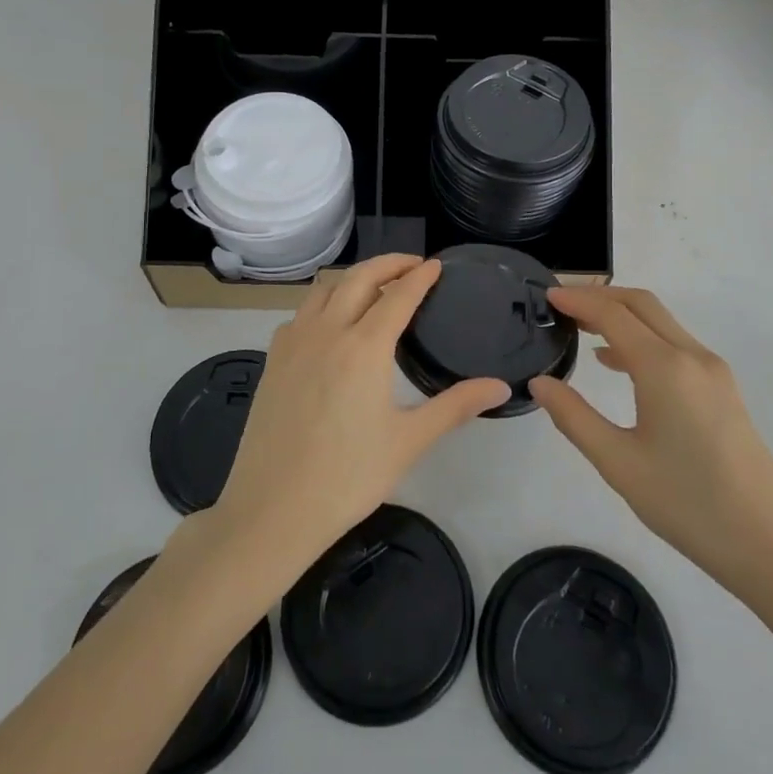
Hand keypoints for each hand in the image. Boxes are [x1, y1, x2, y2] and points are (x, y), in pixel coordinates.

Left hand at [211, 255, 510, 579]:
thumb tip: (500, 386)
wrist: (272, 509)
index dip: (419, 276)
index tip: (435, 265)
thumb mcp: (409, 441)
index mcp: (364, 347)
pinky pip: (301, 313)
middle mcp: (327, 331)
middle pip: (358, 278)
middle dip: (388, 264)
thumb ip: (455, 406)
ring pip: (324, 289)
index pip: (398, 295)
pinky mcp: (272, 359)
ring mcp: (293, 342)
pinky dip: (323, 302)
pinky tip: (332, 324)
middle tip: (412, 265)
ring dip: (353, 278)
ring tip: (375, 287)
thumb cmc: (347, 477)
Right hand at [529, 286, 772, 602]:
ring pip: (661, 323)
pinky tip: (617, 364)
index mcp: (665, 368)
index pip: (613, 315)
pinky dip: (642, 339)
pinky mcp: (723, 389)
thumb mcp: (618, 463)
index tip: (547, 295)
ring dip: (621, 316)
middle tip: (561, 304)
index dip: (578, 300)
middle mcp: (692, 357)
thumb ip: (574, 417)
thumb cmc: (687, 505)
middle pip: (641, 305)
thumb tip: (540, 383)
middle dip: (599, 296)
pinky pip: (675, 345)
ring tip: (581, 328)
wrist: (770, 546)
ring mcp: (714, 372)